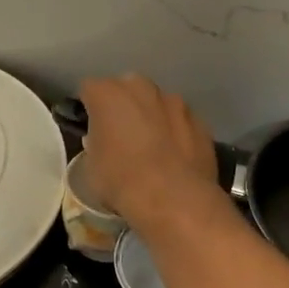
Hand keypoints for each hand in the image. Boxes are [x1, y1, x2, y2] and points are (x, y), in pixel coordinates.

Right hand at [77, 75, 219, 229]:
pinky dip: (176, 134)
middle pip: (127, 89)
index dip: (89, 108)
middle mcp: (142, 88)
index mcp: (108, 94)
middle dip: (123, 106)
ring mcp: (176, 102)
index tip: (90, 127)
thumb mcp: (91, 167)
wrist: (174, 199)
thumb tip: (101, 142)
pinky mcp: (199, 121)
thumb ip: (95, 145)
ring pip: (157, 104)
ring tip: (152, 148)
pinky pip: (180, 123)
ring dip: (152, 118)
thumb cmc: (121, 181)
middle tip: (121, 135)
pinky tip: (175, 158)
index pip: (90, 89)